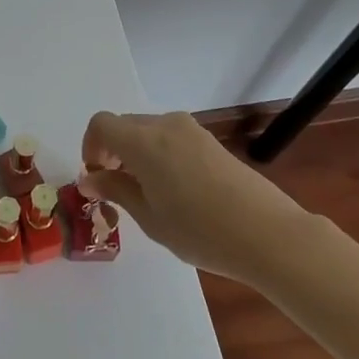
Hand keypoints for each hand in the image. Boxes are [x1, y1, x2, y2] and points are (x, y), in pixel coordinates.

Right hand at [80, 110, 305, 278]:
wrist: (269, 234)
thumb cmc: (200, 231)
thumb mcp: (149, 217)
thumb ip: (115, 190)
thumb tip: (90, 179)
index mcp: (143, 141)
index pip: (102, 124)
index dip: (90, 147)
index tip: (96, 178)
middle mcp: (165, 125)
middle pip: (125, 125)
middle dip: (113, 151)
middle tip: (117, 189)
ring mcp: (191, 130)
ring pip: (149, 130)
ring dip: (137, 152)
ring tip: (148, 192)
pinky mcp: (211, 141)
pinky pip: (171, 138)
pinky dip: (160, 154)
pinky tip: (175, 190)